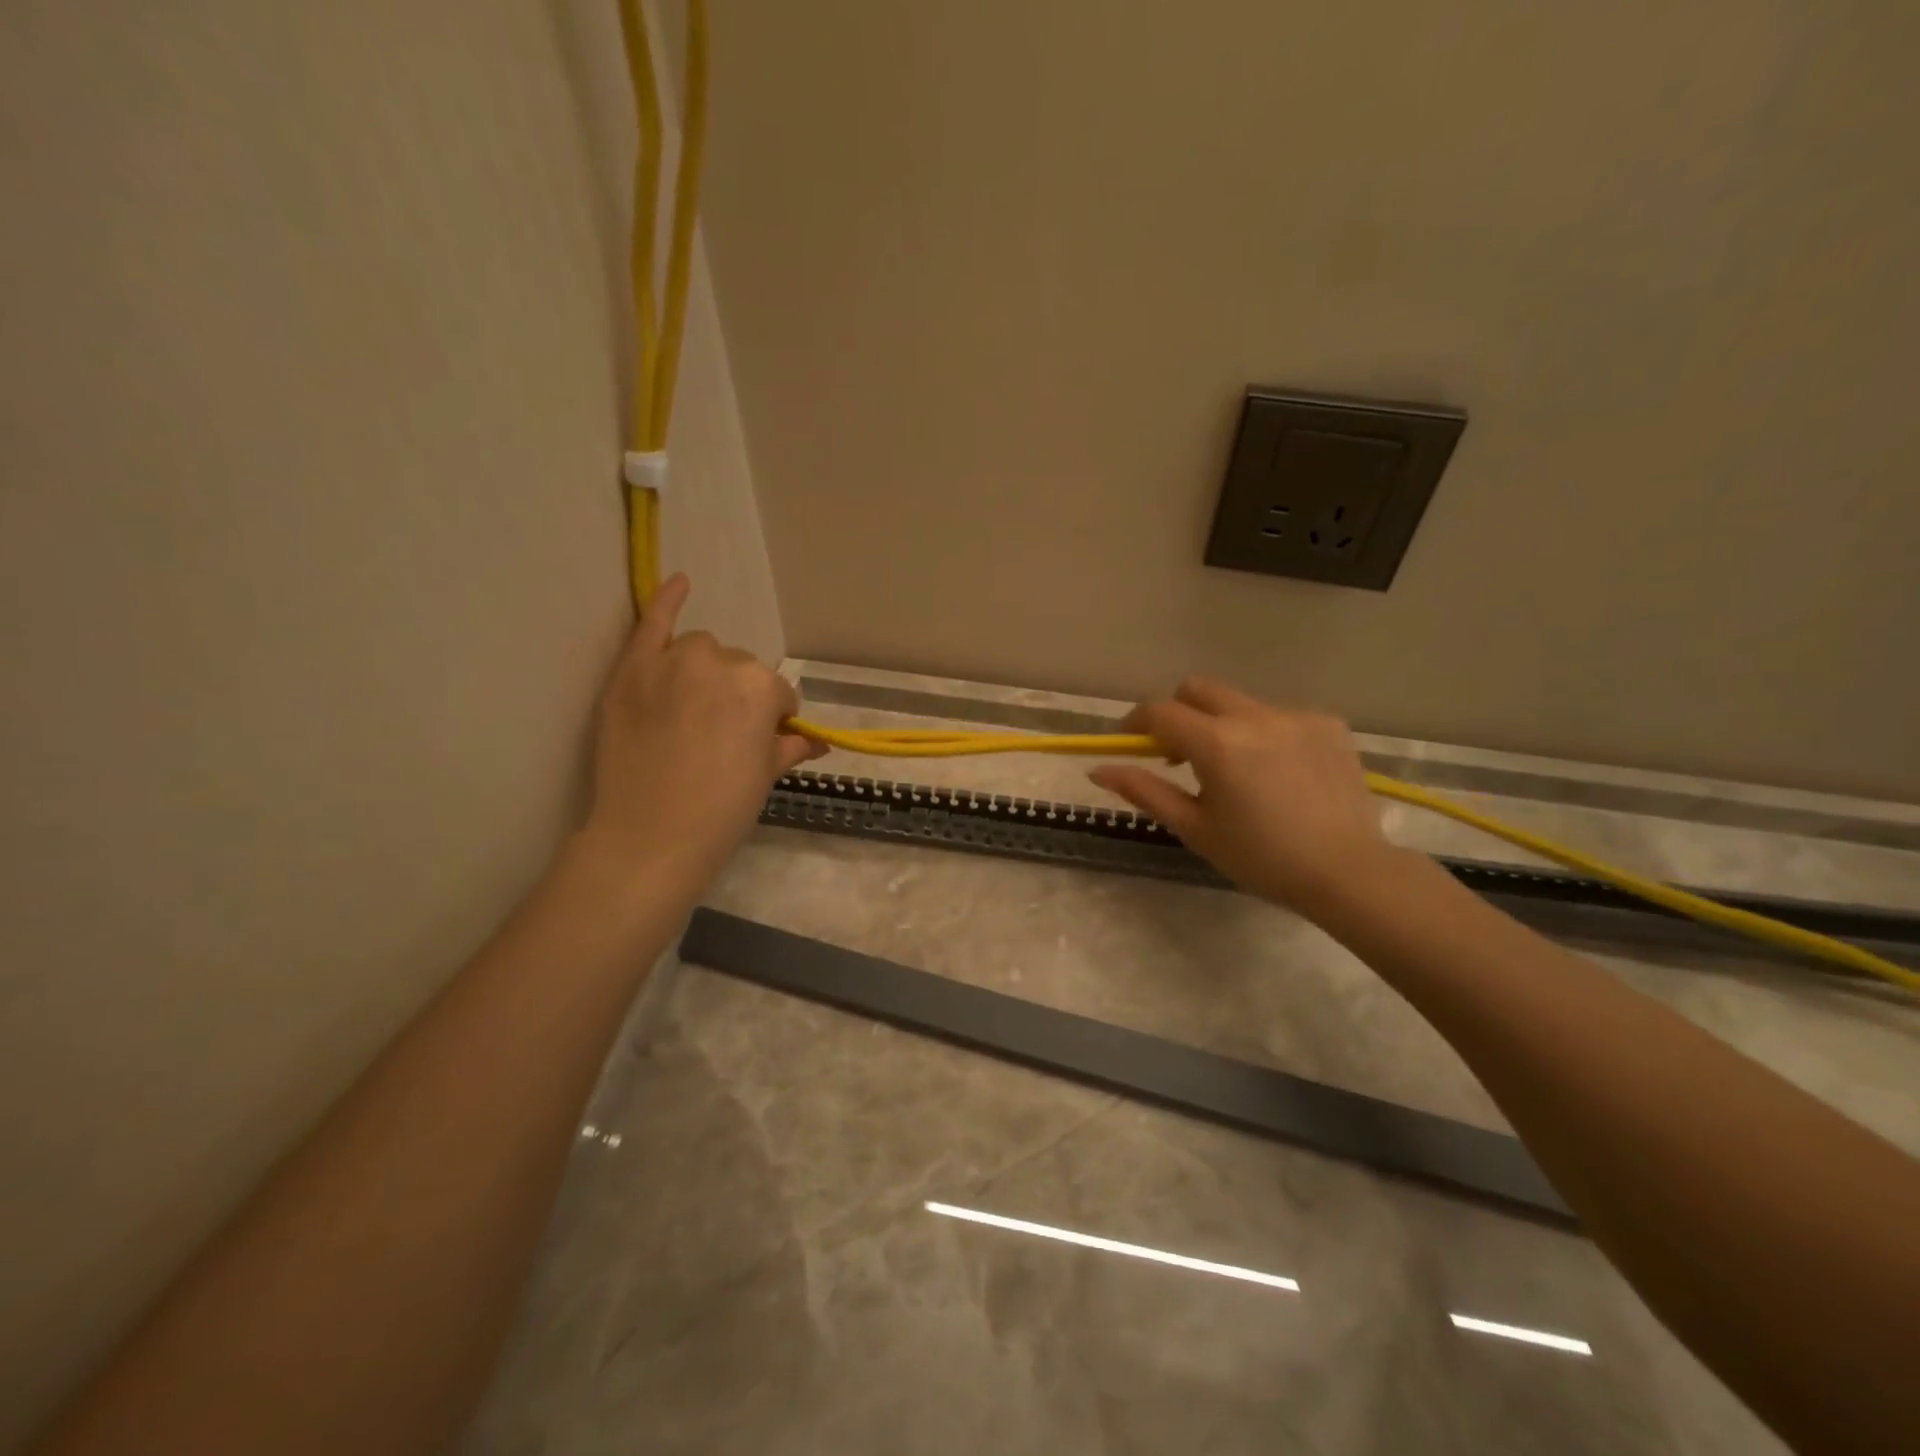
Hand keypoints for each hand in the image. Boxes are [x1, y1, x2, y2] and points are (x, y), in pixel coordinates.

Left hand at [583, 574, 821, 879]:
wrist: (651, 836)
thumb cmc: (722, 810)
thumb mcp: (766, 776)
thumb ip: (791, 746)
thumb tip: (818, 742)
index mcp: (762, 687)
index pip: (777, 694)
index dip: (772, 721)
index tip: (760, 745)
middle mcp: (720, 662)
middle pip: (739, 670)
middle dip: (738, 696)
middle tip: (723, 736)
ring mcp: (670, 662)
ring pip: (700, 650)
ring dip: (705, 671)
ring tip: (692, 710)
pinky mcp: (631, 671)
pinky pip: (652, 623)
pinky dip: (666, 600)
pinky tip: (680, 582)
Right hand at [1089, 677, 1393, 916]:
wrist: (1347, 872)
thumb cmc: (1260, 857)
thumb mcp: (1194, 828)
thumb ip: (1144, 791)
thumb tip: (1098, 769)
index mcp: (1217, 743)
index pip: (1159, 712)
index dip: (1135, 722)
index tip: (1129, 742)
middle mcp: (1255, 716)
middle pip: (1197, 689)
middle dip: (1178, 712)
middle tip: (1179, 754)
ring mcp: (1295, 715)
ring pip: (1239, 703)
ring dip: (1223, 725)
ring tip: (1237, 771)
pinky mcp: (1328, 723)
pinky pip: (1279, 715)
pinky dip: (1264, 734)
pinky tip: (1278, 773)